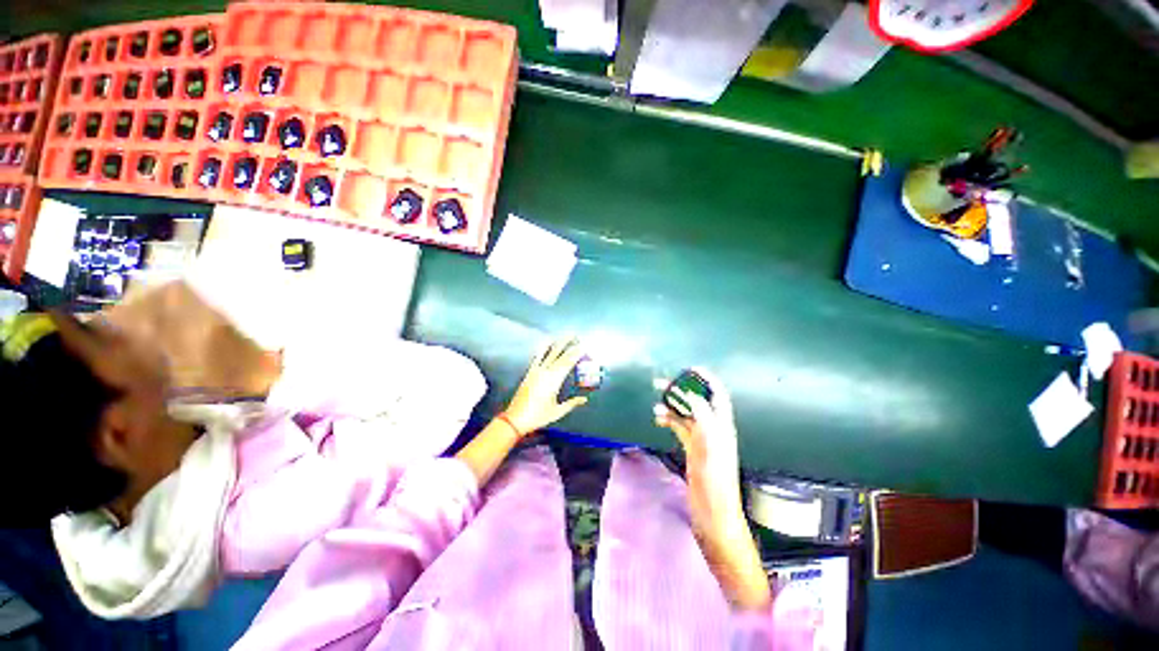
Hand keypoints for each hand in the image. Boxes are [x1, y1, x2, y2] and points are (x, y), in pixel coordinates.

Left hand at [504, 338, 588, 434]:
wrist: (515, 418)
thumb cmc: (537, 416)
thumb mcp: (557, 412)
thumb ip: (572, 403)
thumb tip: (584, 399)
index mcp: (553, 380)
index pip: (568, 362)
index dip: (576, 353)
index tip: (584, 347)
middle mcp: (545, 372)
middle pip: (559, 354)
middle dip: (569, 344)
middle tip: (577, 337)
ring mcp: (536, 371)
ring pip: (549, 352)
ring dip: (557, 343)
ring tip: (565, 336)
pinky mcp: (530, 372)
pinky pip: (538, 357)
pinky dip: (544, 348)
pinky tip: (547, 343)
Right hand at [653, 368, 738, 485]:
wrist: (713, 512)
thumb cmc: (715, 481)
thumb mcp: (711, 446)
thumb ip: (703, 418)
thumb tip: (690, 395)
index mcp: (722, 425)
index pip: (717, 395)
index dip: (707, 379)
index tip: (690, 369)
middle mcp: (713, 428)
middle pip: (696, 401)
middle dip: (681, 390)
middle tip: (661, 383)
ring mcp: (702, 439)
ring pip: (685, 414)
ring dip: (671, 406)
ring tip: (656, 405)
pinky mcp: (692, 448)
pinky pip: (679, 427)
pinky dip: (669, 420)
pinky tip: (659, 419)